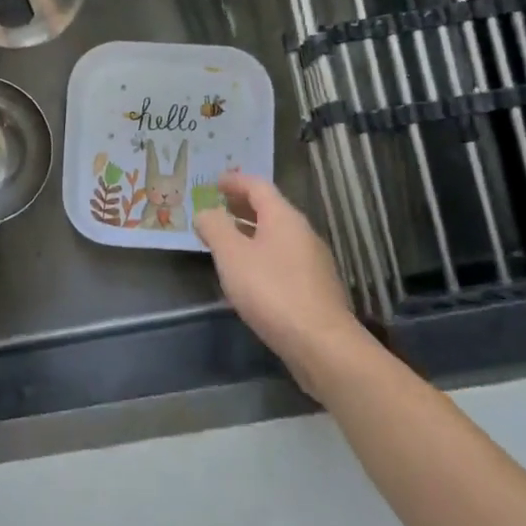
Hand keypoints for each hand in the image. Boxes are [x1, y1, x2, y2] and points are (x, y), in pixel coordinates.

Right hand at [194, 171, 373, 397]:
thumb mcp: (232, 256)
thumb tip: (205, 212)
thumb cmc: (271, 291)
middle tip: (218, 206)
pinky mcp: (314, 287)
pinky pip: (283, 258)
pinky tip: (248, 272)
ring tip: (227, 239)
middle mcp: (303, 233)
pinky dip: (262, 253)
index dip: (235, 182)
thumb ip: (215, 228)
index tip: (214, 182)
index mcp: (284, 218)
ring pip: (277, 235)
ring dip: (251, 231)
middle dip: (242, 205)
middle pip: (270, 209)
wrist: (320, 343)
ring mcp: (312, 261)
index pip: (258, 187)